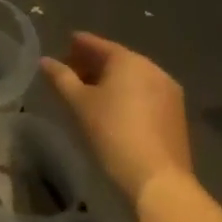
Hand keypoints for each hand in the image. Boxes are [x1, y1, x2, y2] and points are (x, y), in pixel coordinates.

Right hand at [41, 33, 193, 205]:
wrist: (157, 177)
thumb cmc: (112, 132)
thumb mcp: (78, 103)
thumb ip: (61, 77)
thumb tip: (45, 61)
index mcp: (129, 61)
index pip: (98, 45)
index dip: (78, 43)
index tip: (64, 44)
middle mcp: (153, 70)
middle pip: (117, 60)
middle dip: (92, 64)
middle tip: (70, 73)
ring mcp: (169, 92)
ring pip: (132, 78)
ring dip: (109, 80)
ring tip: (87, 93)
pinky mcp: (176, 114)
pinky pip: (144, 93)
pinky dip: (126, 94)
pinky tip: (112, 108)